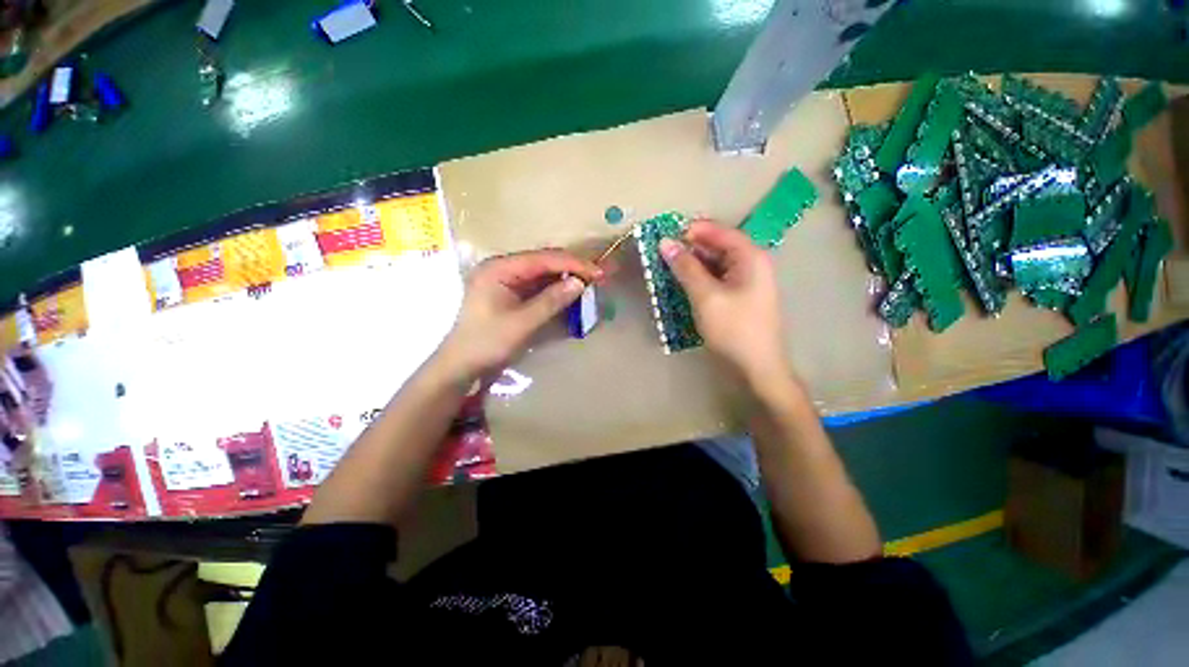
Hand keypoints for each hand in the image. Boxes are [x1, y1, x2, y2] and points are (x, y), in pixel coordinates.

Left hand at [438, 249, 601, 380]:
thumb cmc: (487, 343)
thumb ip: (551, 300)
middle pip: (543, 261)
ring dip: (566, 277)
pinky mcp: (509, 292)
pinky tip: (571, 291)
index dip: (573, 264)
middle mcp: (501, 267)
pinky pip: (537, 284)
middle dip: (572, 267)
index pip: (543, 259)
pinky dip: (555, 288)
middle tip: (599, 275)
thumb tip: (580, 283)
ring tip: (591, 281)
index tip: (598, 272)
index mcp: (499, 268)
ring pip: (542, 272)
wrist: (461, 365)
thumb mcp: (522, 323)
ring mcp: (505, 279)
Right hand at [660, 221, 787, 384]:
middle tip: (663, 254)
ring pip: (715, 265)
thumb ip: (686, 268)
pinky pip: (717, 280)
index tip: (666, 235)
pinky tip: (683, 285)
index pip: (720, 232)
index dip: (693, 231)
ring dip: (692, 266)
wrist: (757, 367)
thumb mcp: (706, 296)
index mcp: (750, 257)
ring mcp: (746, 282)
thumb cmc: (733, 329)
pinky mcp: (739, 298)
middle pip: (718, 247)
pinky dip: (699, 280)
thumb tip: (665, 243)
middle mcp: (751, 265)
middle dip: (690, 249)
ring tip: (668, 269)